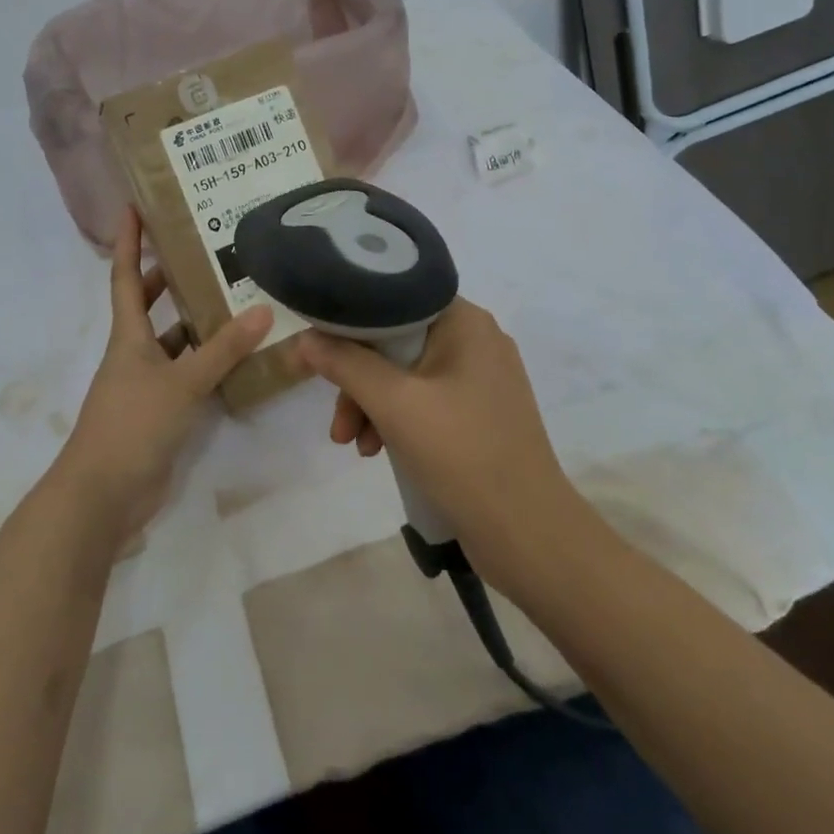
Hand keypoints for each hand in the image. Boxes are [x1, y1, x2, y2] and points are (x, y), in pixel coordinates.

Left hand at [53, 207, 270, 538]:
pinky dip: (207, 363)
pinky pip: (187, 375)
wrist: (103, 495)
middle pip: (149, 305)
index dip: (129, 241)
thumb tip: (263, 310)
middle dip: (170, 277)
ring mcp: (146, 384)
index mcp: (128, 336)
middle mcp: (134, 353)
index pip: (126, 276)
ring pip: (173, 341)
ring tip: (235, 297)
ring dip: (196, 322)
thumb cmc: (132, 425)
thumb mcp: (181, 383)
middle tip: (206, 250)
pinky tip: (238, 357)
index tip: (134, 206)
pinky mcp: (160, 411)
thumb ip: (222, 350)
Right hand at [296, 299, 579, 575]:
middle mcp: (476, 340)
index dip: (351, 321)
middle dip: (358, 379)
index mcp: (465, 322)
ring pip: (406, 374)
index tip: (317, 348)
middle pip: (396, 341)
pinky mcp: (479, 413)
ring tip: (351, 445)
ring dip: (372, 404)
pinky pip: (424, 400)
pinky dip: (396, 420)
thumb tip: (304, 338)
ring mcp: (480, 378)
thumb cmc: (463, 454)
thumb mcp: (395, 405)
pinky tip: (376, 451)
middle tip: (335, 417)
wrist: (529, 534)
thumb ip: (346, 365)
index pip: (394, 299)